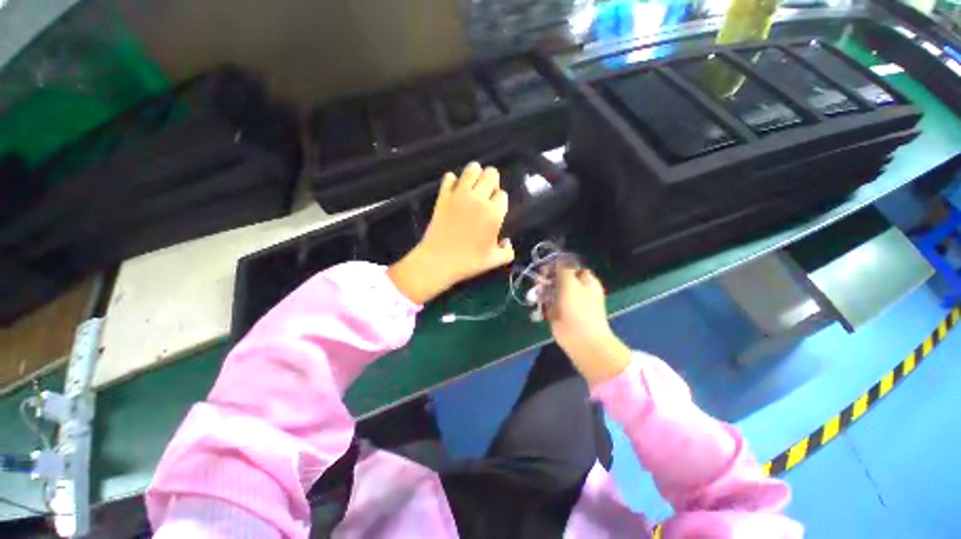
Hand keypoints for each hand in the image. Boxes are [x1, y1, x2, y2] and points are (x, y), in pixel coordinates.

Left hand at [388, 162, 514, 303]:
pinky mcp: (443, 196)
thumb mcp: (494, 261)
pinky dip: (453, 181)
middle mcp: (479, 199)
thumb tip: (506, 242)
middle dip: (492, 181)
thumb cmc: (468, 262)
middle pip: (491, 174)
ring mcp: (460, 195)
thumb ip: (508, 251)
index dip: (500, 200)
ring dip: (475, 174)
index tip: (495, 209)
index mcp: (494, 214)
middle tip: (487, 193)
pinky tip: (454, 190)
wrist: (438, 261)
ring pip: (472, 169)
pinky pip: (449, 177)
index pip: (503, 194)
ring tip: (473, 186)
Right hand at [548, 264, 631, 384]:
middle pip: (559, 279)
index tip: (546, 268)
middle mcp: (578, 291)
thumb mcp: (572, 284)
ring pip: (552, 291)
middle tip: (539, 281)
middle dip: (547, 279)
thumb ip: (563, 269)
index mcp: (586, 282)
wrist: (581, 340)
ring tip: (536, 294)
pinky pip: (549, 304)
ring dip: (543, 291)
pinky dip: (543, 303)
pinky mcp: (559, 314)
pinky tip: (538, 304)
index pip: (571, 268)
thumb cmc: (579, 309)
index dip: (558, 266)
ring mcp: (568, 303)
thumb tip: (558, 260)